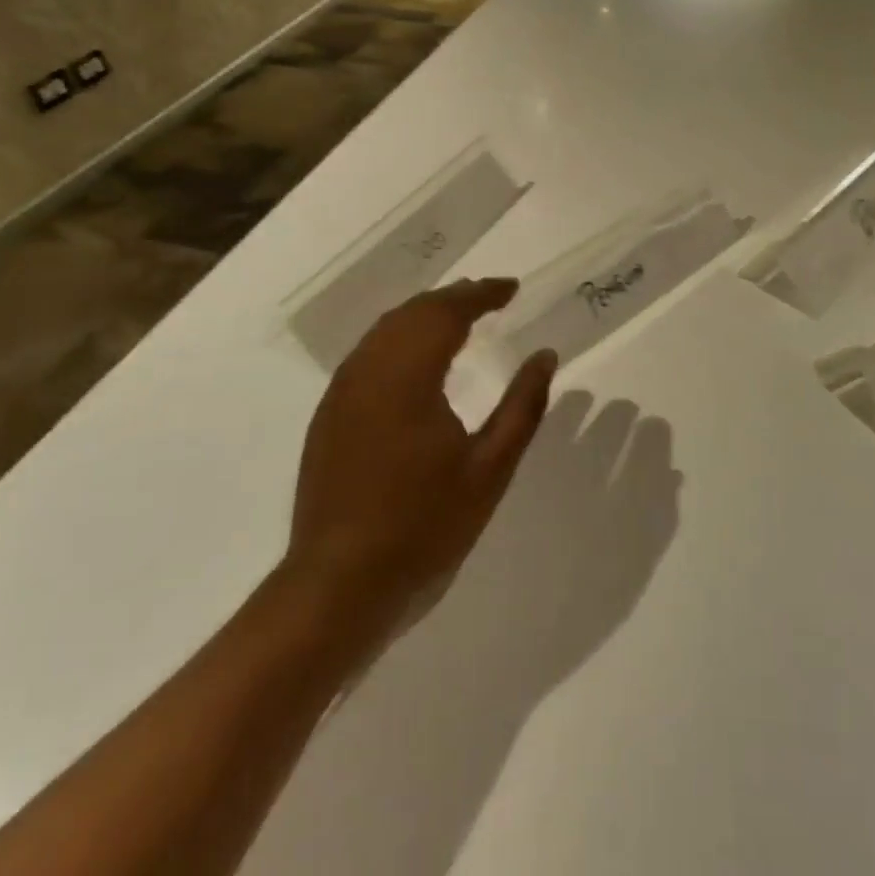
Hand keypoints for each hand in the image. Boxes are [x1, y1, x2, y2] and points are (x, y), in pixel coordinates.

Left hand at [278, 279, 557, 664]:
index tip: (512, 288)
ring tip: (460, 317)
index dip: (482, 293)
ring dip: (425, 314)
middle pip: (413, 311)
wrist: (337, 587)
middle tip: (491, 297)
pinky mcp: (329, 414)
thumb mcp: (489, 469)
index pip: (447, 312)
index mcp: (408, 376)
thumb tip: (546, 356)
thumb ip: (522, 406)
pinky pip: (368, 353)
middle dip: (454, 297)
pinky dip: (400, 337)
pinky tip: (418, 358)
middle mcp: (369, 370)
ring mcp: (342, 392)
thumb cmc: (423, 526)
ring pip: (386, 329)